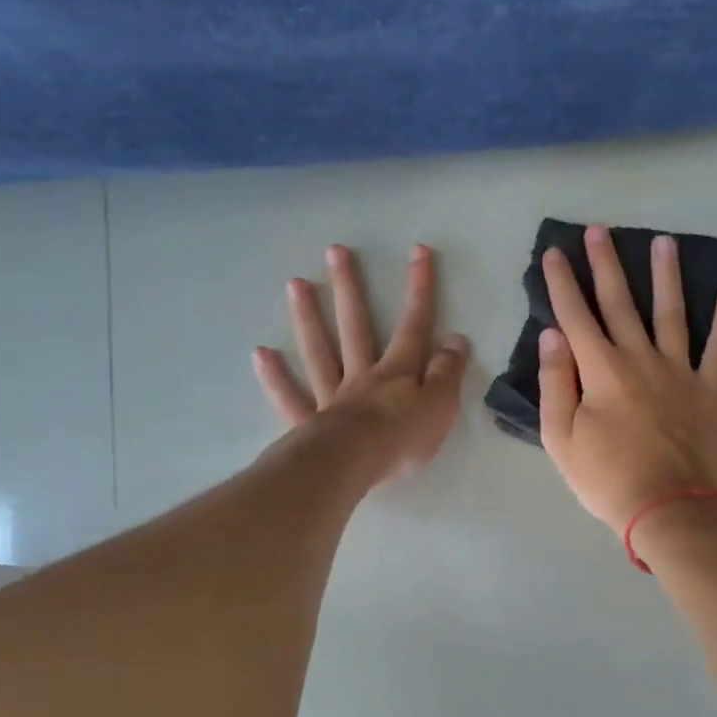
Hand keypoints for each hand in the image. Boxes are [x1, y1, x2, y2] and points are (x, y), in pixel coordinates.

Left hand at [254, 244, 468, 485]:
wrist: (353, 465)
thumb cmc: (402, 439)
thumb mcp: (440, 406)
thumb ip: (447, 373)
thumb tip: (455, 338)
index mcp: (397, 372)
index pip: (413, 326)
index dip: (419, 289)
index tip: (417, 252)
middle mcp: (362, 376)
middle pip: (355, 326)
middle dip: (349, 289)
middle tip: (335, 252)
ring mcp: (331, 397)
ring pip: (319, 352)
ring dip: (308, 318)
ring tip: (296, 284)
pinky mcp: (309, 424)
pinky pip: (291, 397)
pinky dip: (276, 377)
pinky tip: (261, 354)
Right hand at [538, 225, 716, 532]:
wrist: (669, 508)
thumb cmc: (607, 479)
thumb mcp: (561, 438)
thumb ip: (555, 382)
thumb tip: (552, 335)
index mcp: (600, 370)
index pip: (575, 316)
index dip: (561, 283)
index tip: (552, 253)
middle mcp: (640, 358)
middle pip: (620, 302)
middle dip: (606, 264)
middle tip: (599, 229)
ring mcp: (679, 371)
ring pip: (671, 312)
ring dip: (666, 275)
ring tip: (665, 240)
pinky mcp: (709, 390)